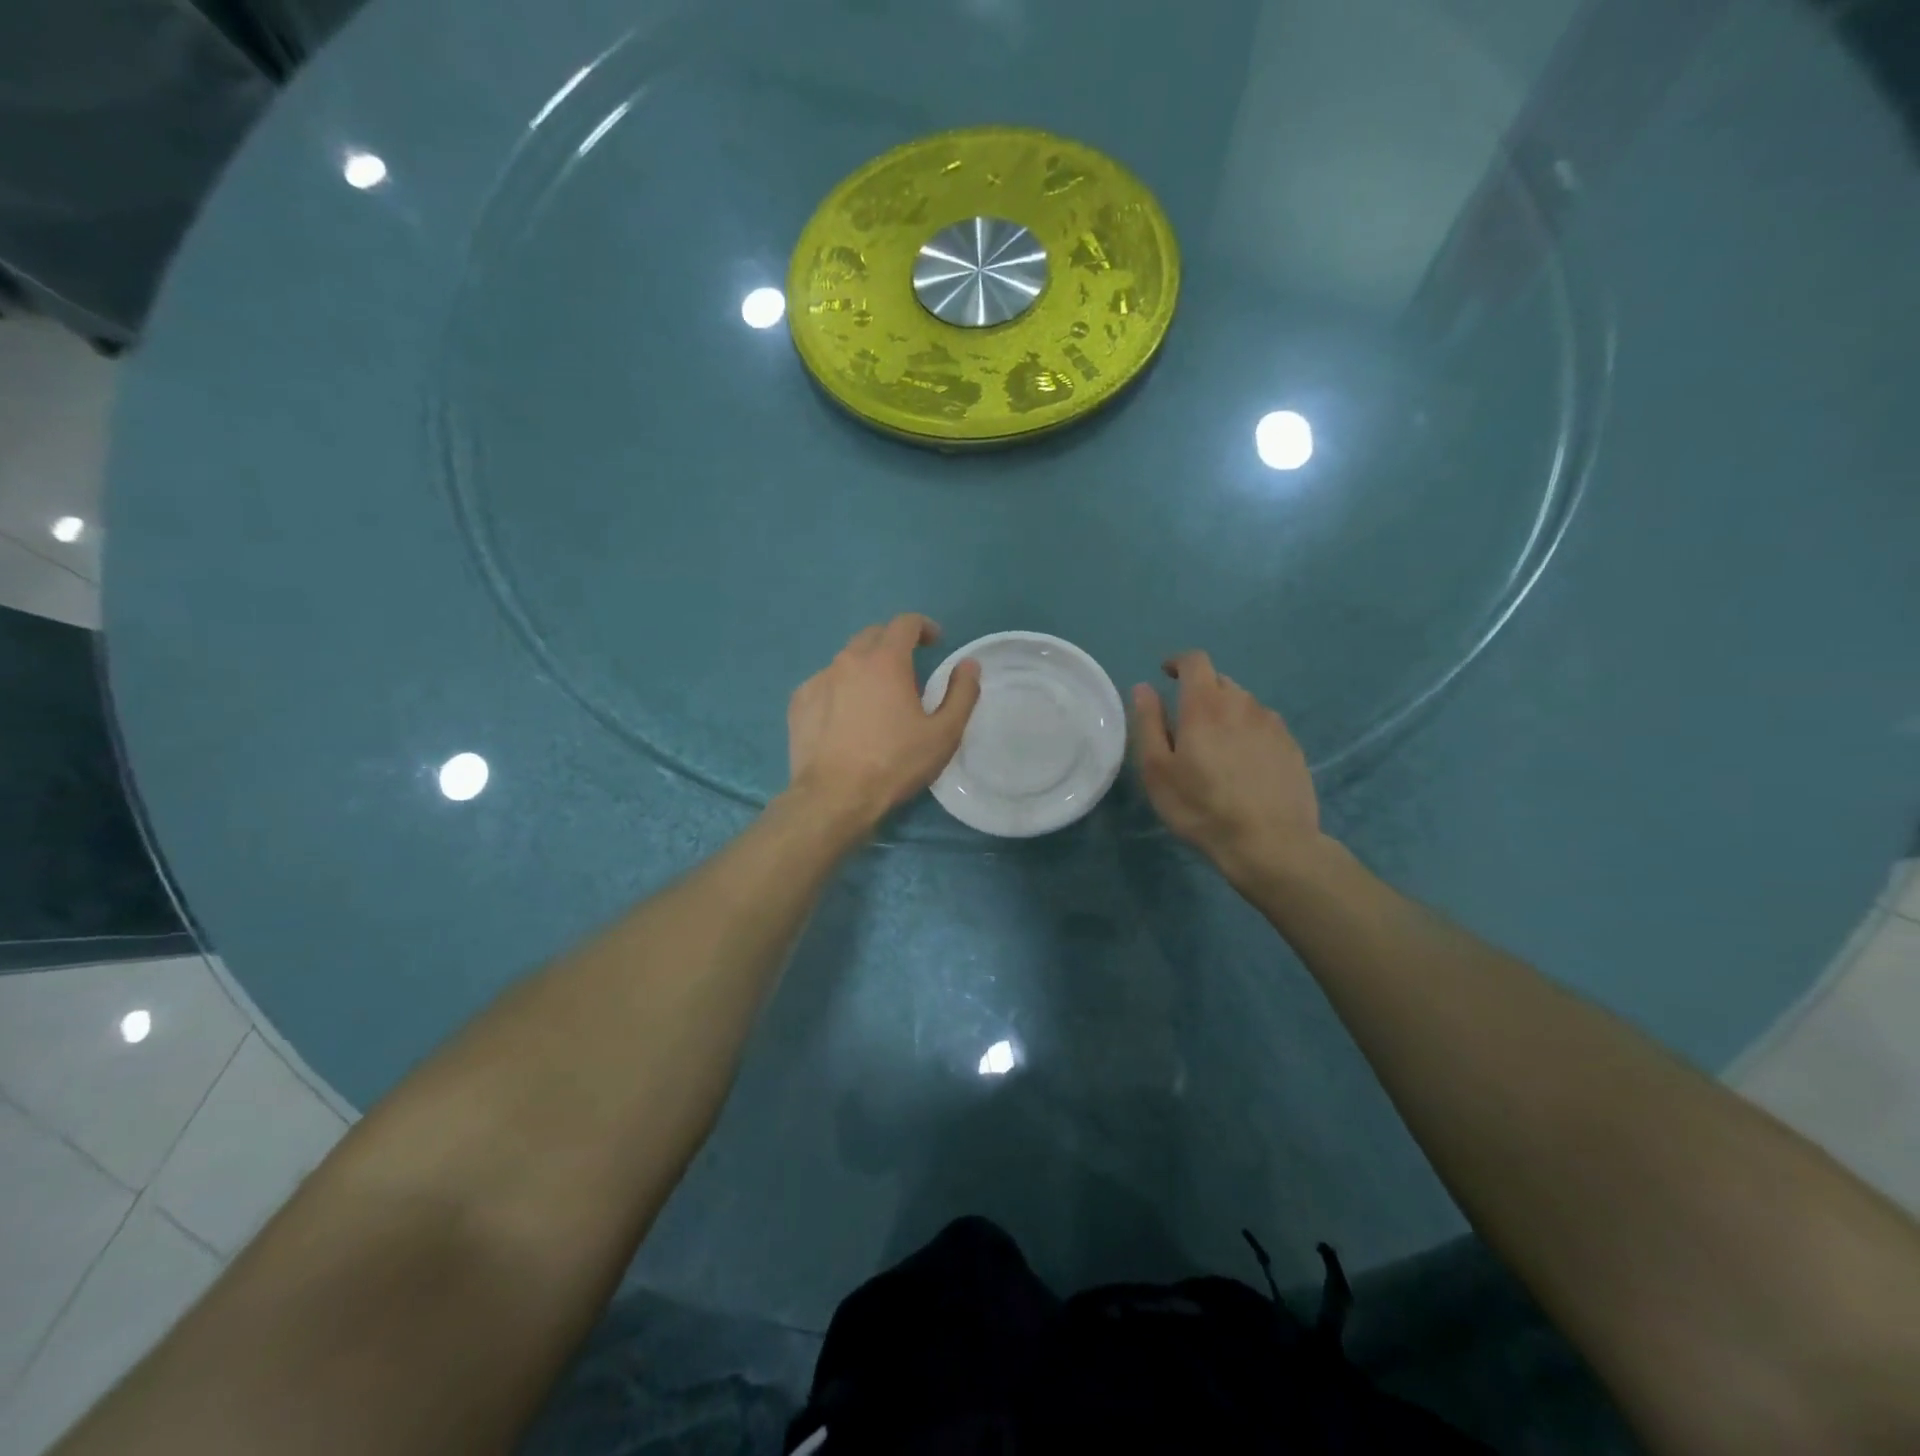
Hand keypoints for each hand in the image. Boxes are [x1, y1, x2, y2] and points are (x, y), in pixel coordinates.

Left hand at [786, 614, 981, 829]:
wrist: (834, 797)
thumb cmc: (895, 764)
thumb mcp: (944, 734)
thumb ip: (962, 693)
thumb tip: (969, 664)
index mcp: (885, 661)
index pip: (905, 623)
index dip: (923, 627)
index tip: (934, 643)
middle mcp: (848, 660)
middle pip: (873, 635)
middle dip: (893, 643)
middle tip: (908, 670)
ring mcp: (818, 679)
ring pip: (846, 660)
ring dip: (866, 667)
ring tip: (876, 697)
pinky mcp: (799, 702)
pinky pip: (824, 683)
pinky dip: (840, 689)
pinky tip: (846, 717)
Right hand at [1131, 651, 1324, 882]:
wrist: (1270, 843)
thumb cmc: (1201, 807)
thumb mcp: (1157, 770)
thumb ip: (1149, 723)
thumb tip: (1144, 687)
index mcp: (1206, 704)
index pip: (1195, 661)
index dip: (1178, 662)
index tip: (1167, 674)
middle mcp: (1243, 704)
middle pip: (1220, 682)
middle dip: (1200, 692)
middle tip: (1186, 726)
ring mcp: (1273, 724)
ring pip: (1244, 705)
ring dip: (1226, 714)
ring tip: (1217, 750)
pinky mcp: (1292, 746)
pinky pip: (1264, 727)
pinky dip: (1249, 734)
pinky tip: (1244, 766)